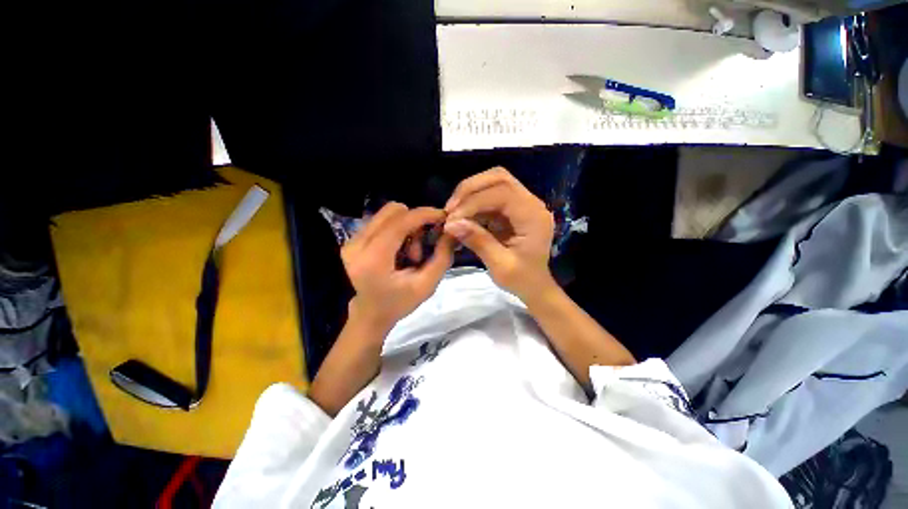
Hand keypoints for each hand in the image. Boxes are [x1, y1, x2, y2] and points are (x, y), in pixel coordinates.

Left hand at [341, 202, 454, 334]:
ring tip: (410, 253)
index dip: (424, 214)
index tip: (443, 216)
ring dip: (406, 227)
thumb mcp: (427, 285)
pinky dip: (397, 229)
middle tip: (423, 245)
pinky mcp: (352, 239)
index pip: (399, 223)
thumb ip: (442, 257)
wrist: (369, 315)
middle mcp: (356, 245)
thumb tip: (452, 231)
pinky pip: (381, 221)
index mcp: (373, 260)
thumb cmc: (398, 304)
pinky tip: (400, 250)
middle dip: (415, 222)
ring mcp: (351, 240)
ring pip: (387, 214)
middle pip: (392, 211)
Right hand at [443, 167, 554, 298]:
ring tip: (453, 210)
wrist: (535, 285)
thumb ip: (478, 241)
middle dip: (470, 189)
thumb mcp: (500, 266)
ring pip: (494, 182)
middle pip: (500, 178)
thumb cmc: (522, 279)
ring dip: (470, 192)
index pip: (503, 193)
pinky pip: (491, 195)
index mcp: (533, 217)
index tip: (453, 217)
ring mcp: (523, 204)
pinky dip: (473, 202)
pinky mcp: (513, 208)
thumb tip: (451, 223)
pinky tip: (462, 215)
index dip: (474, 201)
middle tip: (450, 208)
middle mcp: (531, 204)